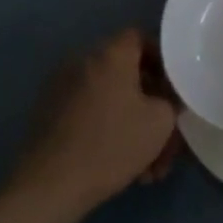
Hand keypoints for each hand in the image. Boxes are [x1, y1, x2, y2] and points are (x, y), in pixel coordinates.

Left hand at [11, 29, 182, 218]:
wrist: (50, 185)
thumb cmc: (112, 144)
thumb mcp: (159, 122)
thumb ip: (170, 100)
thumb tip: (165, 97)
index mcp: (110, 54)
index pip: (140, 37)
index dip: (161, 59)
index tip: (173, 88)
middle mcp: (83, 61)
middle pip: (127, 75)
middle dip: (151, 108)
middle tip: (166, 141)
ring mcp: (62, 87)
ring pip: (111, 100)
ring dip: (133, 127)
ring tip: (148, 169)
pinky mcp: (50, 113)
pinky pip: (90, 113)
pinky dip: (109, 132)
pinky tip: (124, 169)